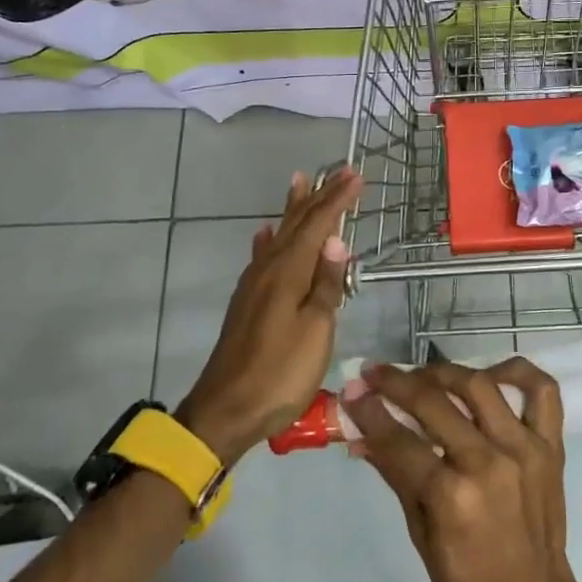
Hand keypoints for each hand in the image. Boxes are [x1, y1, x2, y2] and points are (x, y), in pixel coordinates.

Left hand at [176, 168, 362, 463]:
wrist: (226, 411)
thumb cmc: (280, 373)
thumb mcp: (315, 331)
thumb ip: (326, 284)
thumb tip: (336, 239)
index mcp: (288, 273)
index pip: (318, 226)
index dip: (338, 200)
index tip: (356, 176)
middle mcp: (269, 270)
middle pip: (297, 224)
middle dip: (319, 195)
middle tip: (338, 170)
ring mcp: (254, 285)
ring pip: (279, 235)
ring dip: (293, 208)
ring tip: (300, 181)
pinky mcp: (248, 302)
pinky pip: (262, 256)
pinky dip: (269, 239)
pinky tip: (265, 233)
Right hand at [351, 359, 581, 581]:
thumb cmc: (468, 581)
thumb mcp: (420, 535)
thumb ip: (396, 476)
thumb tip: (363, 435)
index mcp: (451, 496)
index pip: (399, 440)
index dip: (369, 412)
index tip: (352, 391)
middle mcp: (487, 462)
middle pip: (434, 404)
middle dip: (396, 384)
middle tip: (375, 374)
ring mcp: (524, 448)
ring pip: (480, 386)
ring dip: (444, 372)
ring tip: (423, 375)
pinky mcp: (552, 445)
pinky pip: (542, 391)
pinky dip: (517, 372)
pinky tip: (492, 373)